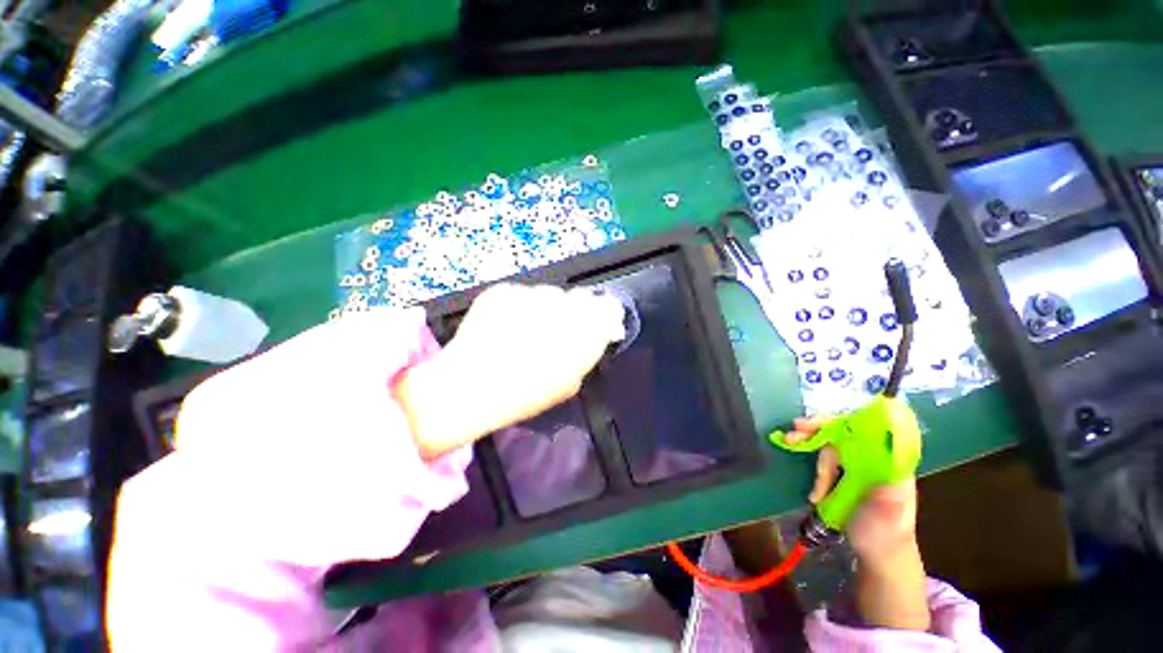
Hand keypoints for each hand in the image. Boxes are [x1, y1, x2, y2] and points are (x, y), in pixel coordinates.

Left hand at [395, 283, 625, 458]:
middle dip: (575, 310)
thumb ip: (585, 354)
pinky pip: (521, 293)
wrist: (470, 387)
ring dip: (546, 307)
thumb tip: (593, 335)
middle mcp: (563, 306)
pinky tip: (505, 326)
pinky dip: (519, 306)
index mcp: (584, 332)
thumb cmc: (526, 394)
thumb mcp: (568, 383)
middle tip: (559, 328)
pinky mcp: (505, 289)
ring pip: (550, 293)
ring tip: (526, 329)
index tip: (596, 322)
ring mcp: (532, 294)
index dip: (604, 314)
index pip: (609, 307)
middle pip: (581, 296)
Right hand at [785, 415, 929, 630]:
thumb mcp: (889, 522)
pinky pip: (826, 456)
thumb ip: (891, 498)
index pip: (871, 430)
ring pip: (833, 442)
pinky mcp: (845, 474)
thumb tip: (890, 468)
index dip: (845, 419)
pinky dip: (811, 456)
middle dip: (819, 429)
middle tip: (794, 432)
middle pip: (847, 431)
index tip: (816, 421)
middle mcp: (876, 460)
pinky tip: (806, 469)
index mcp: (890, 466)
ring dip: (812, 445)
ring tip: (795, 451)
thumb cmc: (884, 539)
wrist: (878, 557)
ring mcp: (860, 466)